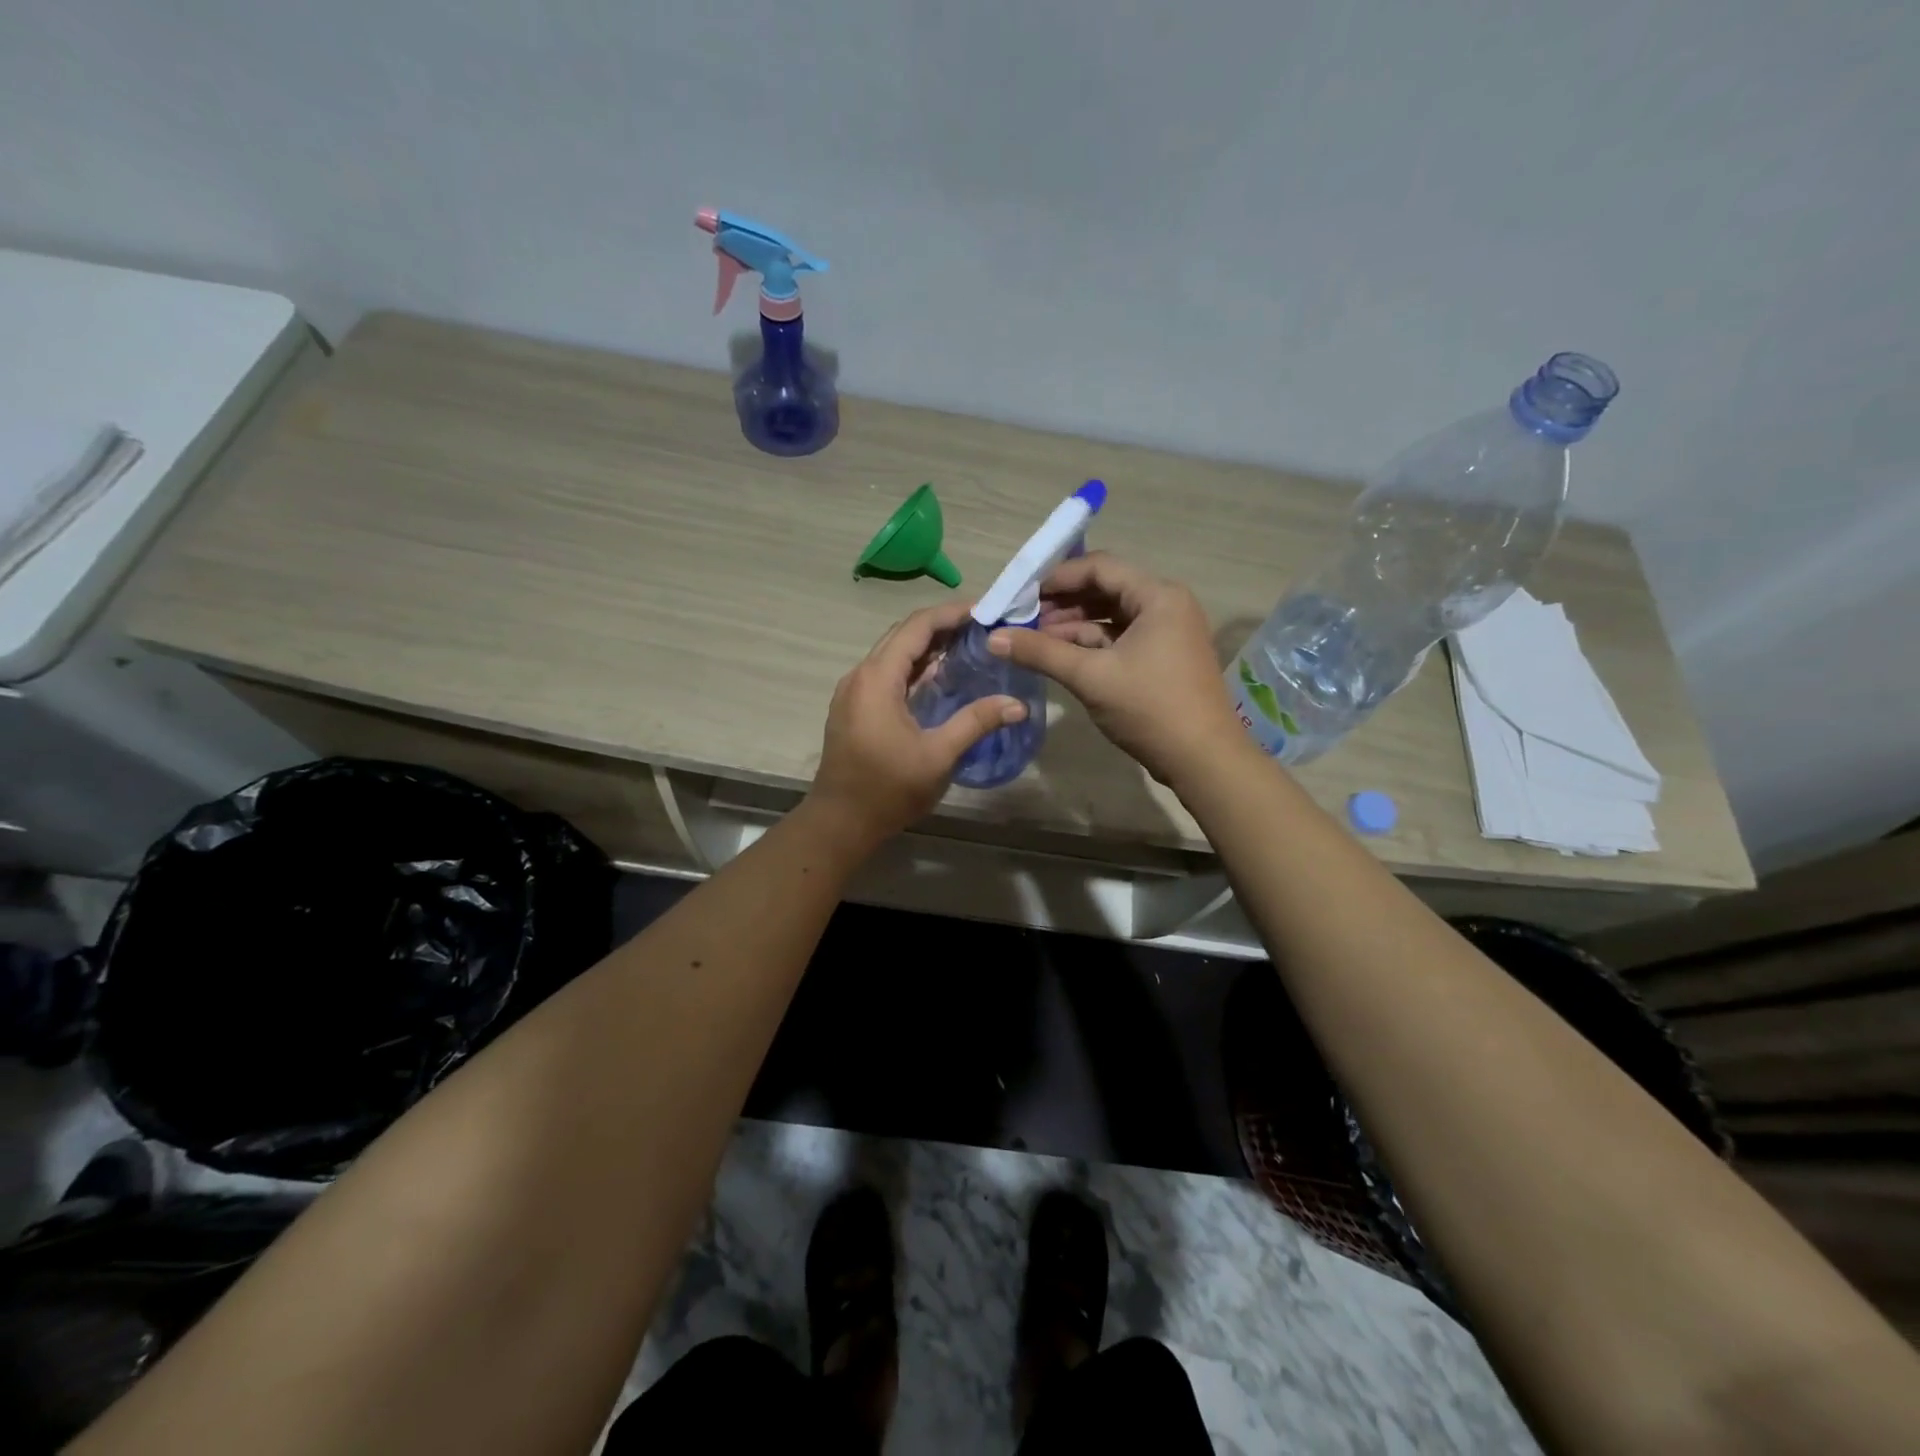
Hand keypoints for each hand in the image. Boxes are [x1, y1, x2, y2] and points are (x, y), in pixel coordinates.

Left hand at [808, 601, 1026, 849]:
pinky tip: (940, 679)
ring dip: (927, 648)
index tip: (984, 611)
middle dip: (942, 626)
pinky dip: (914, 668)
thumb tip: (1018, 705)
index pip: (916, 627)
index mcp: (877, 678)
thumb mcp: (937, 755)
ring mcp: (853, 692)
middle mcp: (860, 675)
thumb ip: (976, 722)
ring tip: (968, 647)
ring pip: (893, 655)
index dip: (950, 613)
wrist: (840, 822)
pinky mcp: (854, 708)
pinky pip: (886, 674)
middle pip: (903, 635)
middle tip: (982, 628)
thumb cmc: (887, 789)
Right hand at [987, 552, 1243, 786]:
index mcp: (1158, 596)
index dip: (1057, 577)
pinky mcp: (1163, 658)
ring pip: (1112, 616)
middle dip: (1063, 603)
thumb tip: (993, 639)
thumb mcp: (1090, 676)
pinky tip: (1061, 656)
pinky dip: (1092, 644)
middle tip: (1022, 618)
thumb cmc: (1150, 708)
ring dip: (1074, 625)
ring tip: (1034, 639)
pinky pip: (1121, 639)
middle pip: (1106, 589)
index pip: (1100, 568)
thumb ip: (1041, 652)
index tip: (1020, 594)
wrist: (1203, 759)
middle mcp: (1166, 605)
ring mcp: (1167, 633)